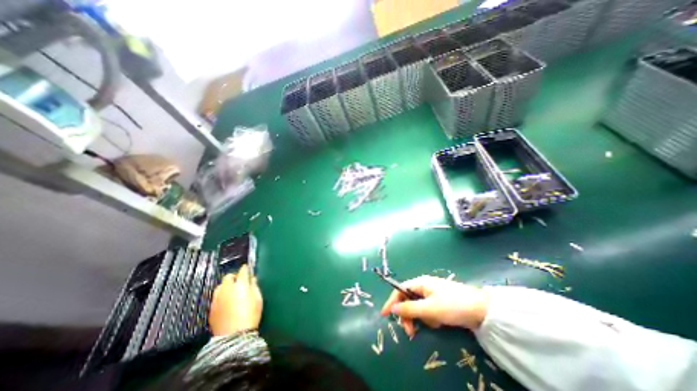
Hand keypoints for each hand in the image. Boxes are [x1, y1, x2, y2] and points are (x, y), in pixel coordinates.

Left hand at [208, 264, 262, 337]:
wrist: (234, 336)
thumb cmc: (250, 315)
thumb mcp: (258, 298)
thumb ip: (254, 286)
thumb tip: (252, 279)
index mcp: (240, 284)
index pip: (243, 271)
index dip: (246, 269)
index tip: (248, 269)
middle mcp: (226, 288)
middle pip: (228, 276)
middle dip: (234, 276)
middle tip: (240, 280)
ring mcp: (217, 298)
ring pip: (220, 286)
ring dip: (226, 285)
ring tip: (231, 291)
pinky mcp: (211, 308)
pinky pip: (216, 297)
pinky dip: (221, 295)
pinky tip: (226, 301)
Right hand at [380, 277, 488, 337]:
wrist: (482, 310)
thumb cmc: (453, 305)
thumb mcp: (429, 309)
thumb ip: (409, 309)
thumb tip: (392, 308)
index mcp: (420, 283)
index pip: (400, 290)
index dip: (391, 301)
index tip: (384, 315)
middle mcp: (424, 287)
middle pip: (408, 300)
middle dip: (409, 315)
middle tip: (411, 332)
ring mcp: (433, 295)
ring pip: (418, 308)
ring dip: (422, 318)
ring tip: (434, 324)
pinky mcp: (440, 303)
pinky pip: (428, 311)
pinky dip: (431, 319)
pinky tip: (440, 322)